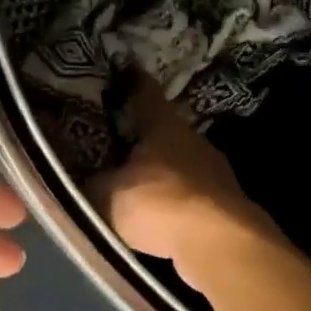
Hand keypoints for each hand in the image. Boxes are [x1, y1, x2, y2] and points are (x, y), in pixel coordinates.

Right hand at [90, 76, 279, 290]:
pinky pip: (191, 193)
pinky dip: (175, 199)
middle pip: (164, 129)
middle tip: (120, 139)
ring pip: (180, 162)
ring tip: (137, 181)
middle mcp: (193, 140)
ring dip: (161, 170)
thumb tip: (85, 176)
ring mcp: (215, 171)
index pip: (145, 93)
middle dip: (144, 134)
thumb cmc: (158, 204)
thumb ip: (92, 182)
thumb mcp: (107, 194)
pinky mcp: (226, 202)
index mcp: (163, 126)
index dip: (132, 80)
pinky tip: (161, 214)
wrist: (218, 243)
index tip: (125, 67)